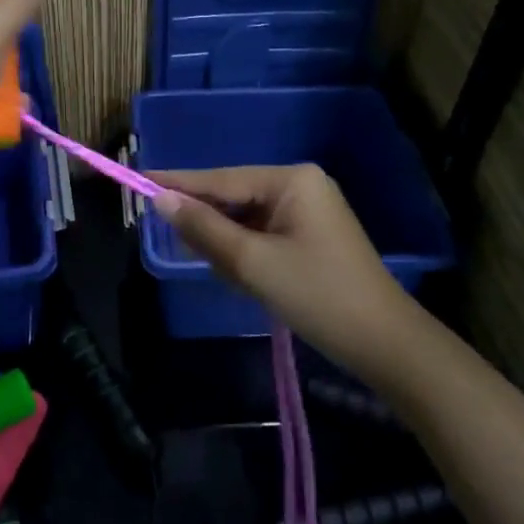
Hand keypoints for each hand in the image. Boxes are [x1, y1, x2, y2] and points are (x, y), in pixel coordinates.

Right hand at [151, 166, 418, 374]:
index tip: (138, 180)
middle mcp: (300, 185)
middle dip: (207, 224)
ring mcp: (308, 211)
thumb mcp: (253, 263)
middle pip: (233, 197)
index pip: (221, 179)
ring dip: (226, 244)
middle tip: (170, 241)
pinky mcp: (310, 236)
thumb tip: (160, 200)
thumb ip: (204, 229)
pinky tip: (239, 276)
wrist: (385, 344)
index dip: (178, 183)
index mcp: (291, 180)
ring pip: (246, 219)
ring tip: (218, 272)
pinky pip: (263, 234)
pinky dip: (245, 253)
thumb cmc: (318, 296)